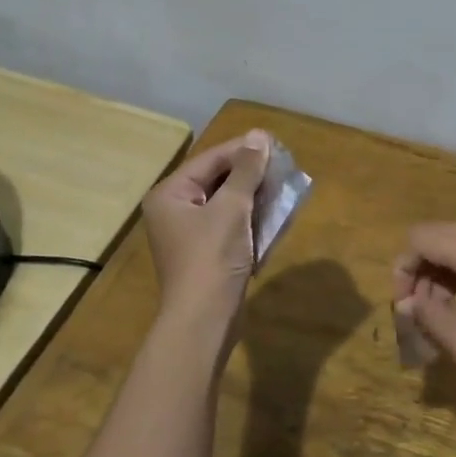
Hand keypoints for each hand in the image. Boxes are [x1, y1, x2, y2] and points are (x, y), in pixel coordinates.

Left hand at [142, 131, 271, 315]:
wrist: (204, 320)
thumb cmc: (212, 258)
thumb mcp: (232, 208)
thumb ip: (246, 171)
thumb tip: (259, 136)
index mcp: (170, 194)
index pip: (211, 159)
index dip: (244, 150)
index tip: (276, 143)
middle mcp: (175, 209)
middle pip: (217, 179)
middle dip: (251, 174)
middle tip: (284, 165)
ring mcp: (190, 233)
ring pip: (227, 202)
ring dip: (255, 195)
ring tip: (284, 186)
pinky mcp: (207, 252)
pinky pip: (230, 224)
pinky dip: (251, 218)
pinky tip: (275, 214)